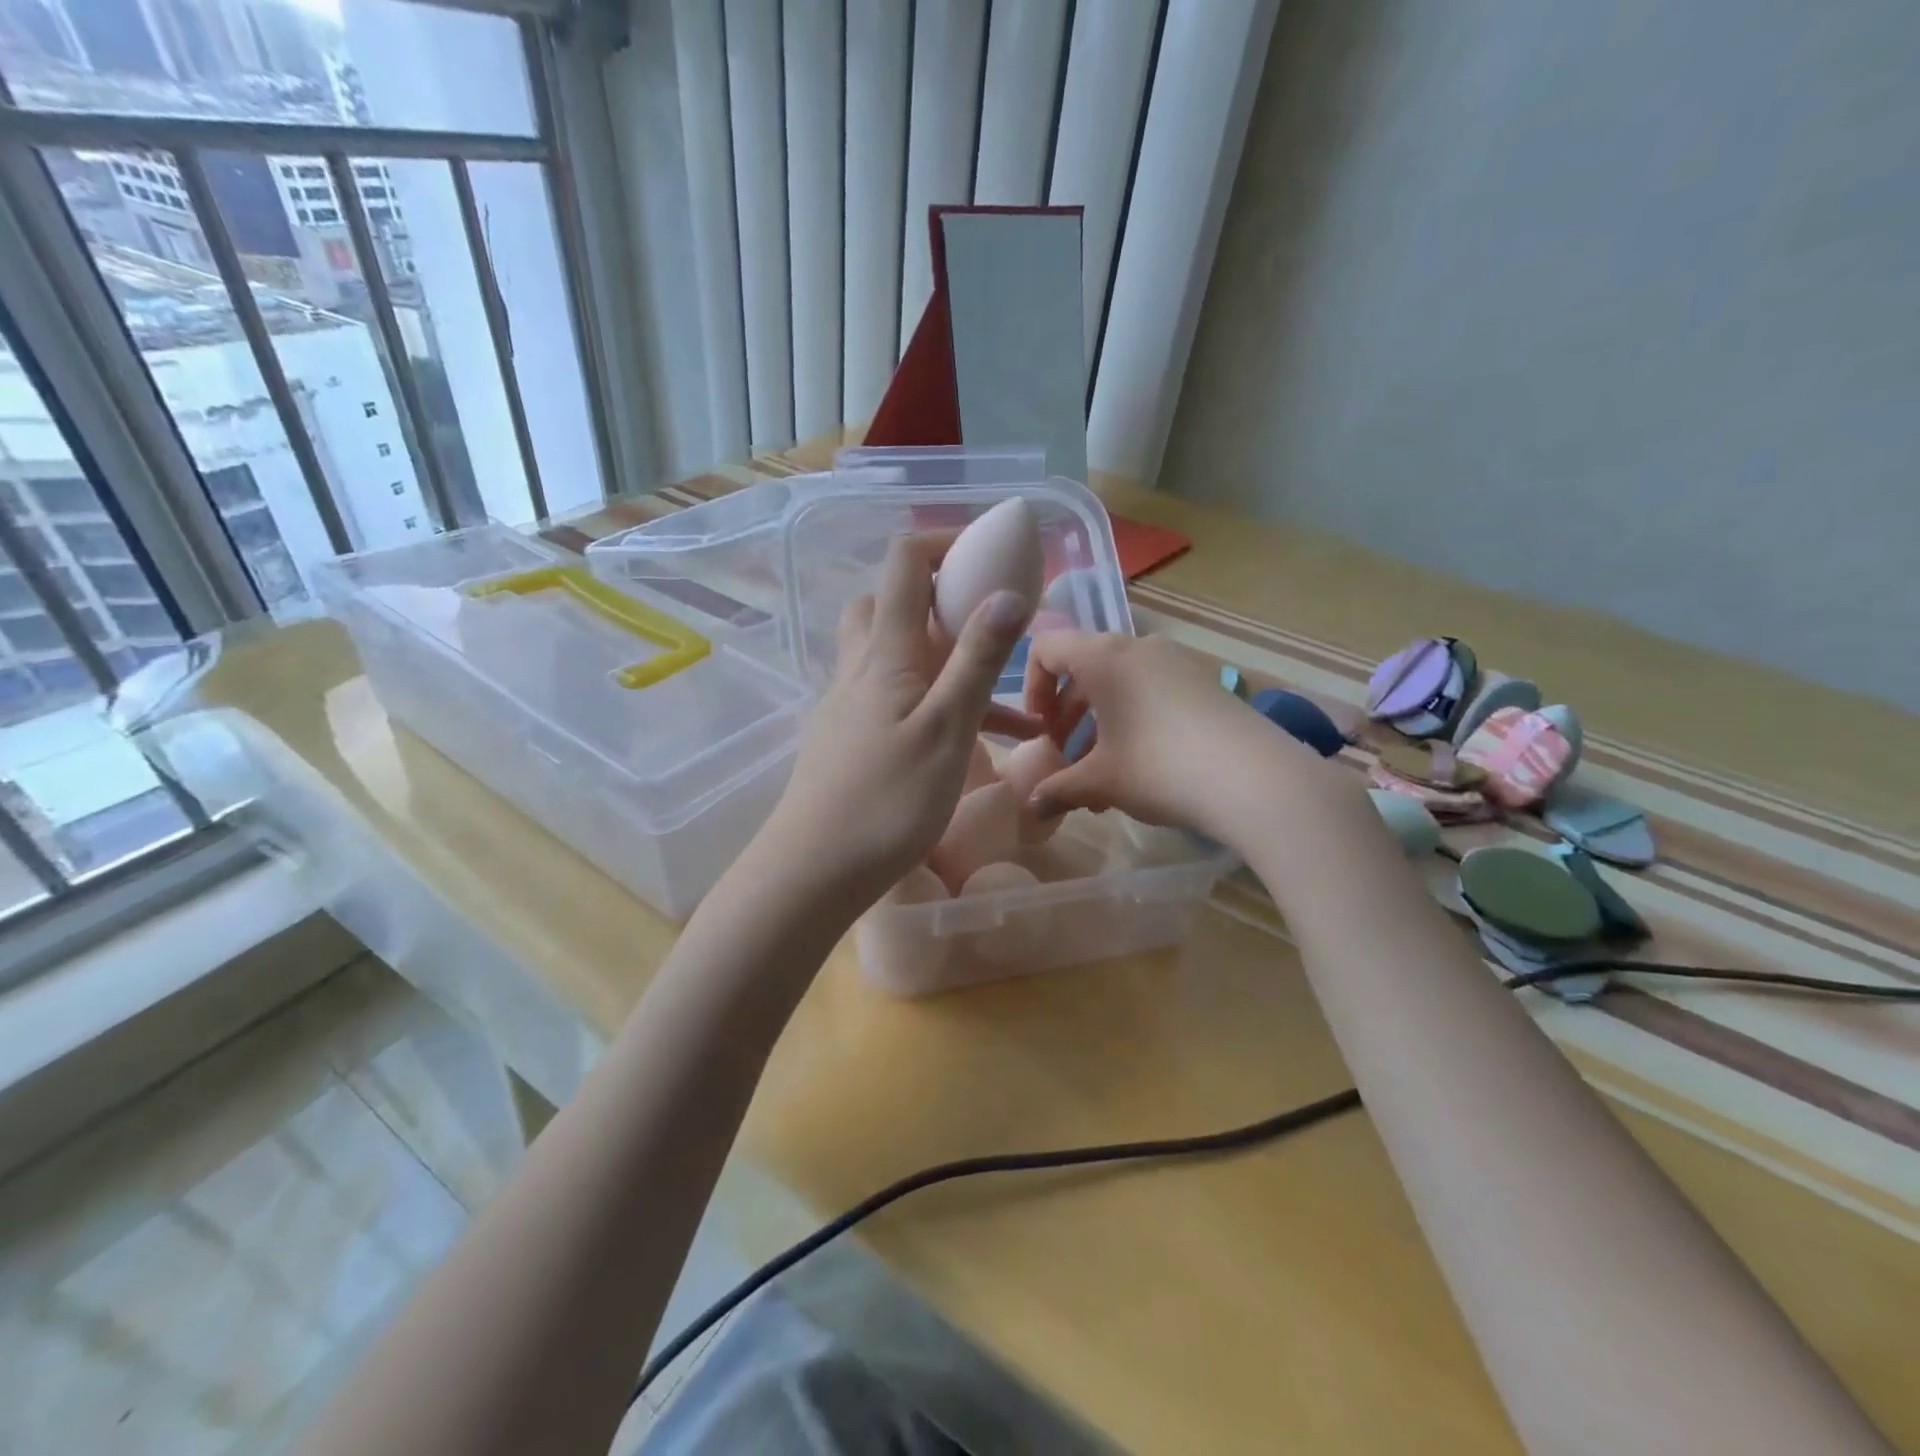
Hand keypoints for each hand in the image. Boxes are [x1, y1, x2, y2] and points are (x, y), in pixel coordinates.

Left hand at [759, 534, 1037, 907]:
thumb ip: (977, 661)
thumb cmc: (886, 800)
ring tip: (1007, 693)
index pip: (904, 564)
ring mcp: (849, 705)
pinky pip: (895, 702)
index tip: (992, 554)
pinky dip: (934, 704)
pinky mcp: (849, 740)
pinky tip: (973, 742)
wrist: (813, 872)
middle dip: (935, 597)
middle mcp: (860, 667)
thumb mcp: (947, 729)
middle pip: (886, 603)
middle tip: (981, 620)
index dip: (945, 542)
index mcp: (885, 652)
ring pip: (894, 656)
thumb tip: (1008, 593)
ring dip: (943, 658)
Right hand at [1022, 630, 1326, 838]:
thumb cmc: (1160, 768)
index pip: (1046, 648)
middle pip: (1083, 667)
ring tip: (1100, 776)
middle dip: (1066, 713)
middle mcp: (1137, 647)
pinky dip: (1130, 719)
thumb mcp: (1100, 782)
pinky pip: (1149, 690)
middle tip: (1066, 757)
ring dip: (1098, 723)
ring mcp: (1175, 661)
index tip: (1041, 731)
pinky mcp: (1202, 681)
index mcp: (1103, 657)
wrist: (1255, 779)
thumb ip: (1058, 789)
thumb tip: (1032, 807)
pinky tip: (1138, 768)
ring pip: (1118, 683)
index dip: (1032, 688)